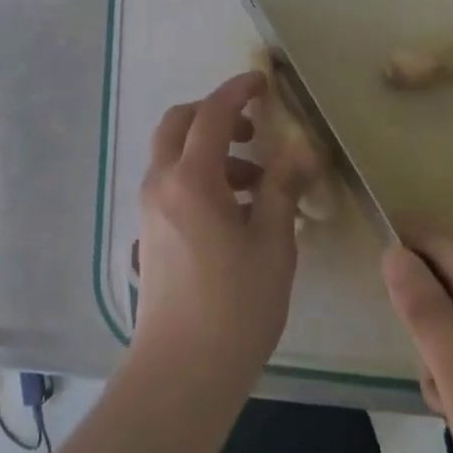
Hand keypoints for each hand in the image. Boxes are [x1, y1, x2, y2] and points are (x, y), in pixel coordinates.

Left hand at [133, 72, 314, 391]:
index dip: (237, 90)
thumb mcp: (271, 244)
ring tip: (256, 182)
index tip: (262, 80)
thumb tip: (303, 148)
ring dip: (211, 149)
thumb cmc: (235, 306)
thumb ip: (282, 187)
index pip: (213, 114)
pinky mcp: (149, 229)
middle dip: (215, 114)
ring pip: (174, 152)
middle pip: (179, 122)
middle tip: (253, 129)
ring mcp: (150, 205)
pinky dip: (200, 174)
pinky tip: (235, 210)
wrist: (181, 371)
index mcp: (191, 177)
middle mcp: (162, 181)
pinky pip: (172, 180)